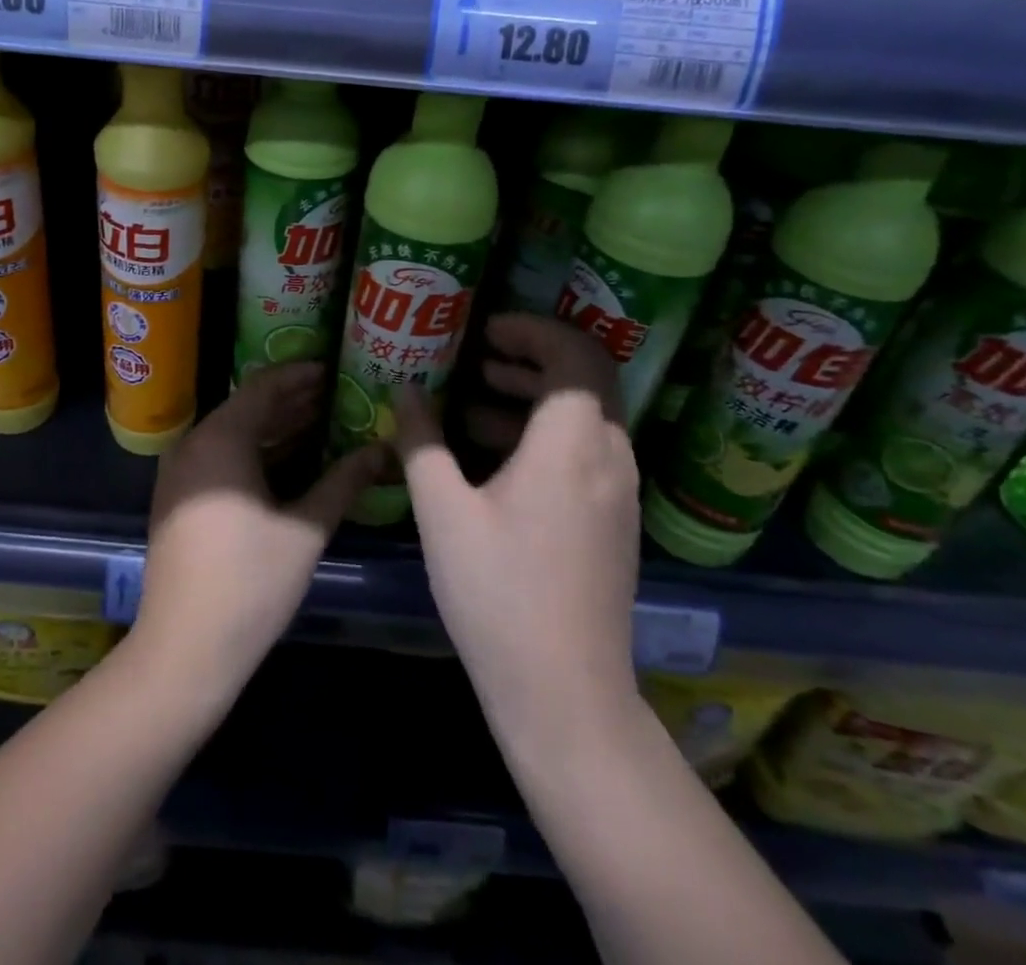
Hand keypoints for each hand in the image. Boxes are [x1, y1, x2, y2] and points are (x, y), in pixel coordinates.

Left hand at [133, 363, 384, 700]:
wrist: (183, 649)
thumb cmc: (250, 583)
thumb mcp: (305, 529)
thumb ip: (344, 481)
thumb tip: (383, 450)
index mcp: (220, 439)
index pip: (263, 386)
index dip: (300, 375)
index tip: (334, 368)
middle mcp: (193, 444)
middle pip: (246, 407)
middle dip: (291, 400)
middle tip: (336, 394)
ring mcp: (180, 473)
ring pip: (233, 434)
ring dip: (274, 427)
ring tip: (321, 421)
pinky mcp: (178, 498)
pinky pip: (220, 457)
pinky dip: (254, 452)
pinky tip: (288, 461)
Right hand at [392, 314, 641, 753]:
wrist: (566, 695)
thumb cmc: (498, 594)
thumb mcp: (442, 512)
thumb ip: (421, 441)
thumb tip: (406, 390)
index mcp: (572, 444)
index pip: (575, 354)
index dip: (533, 329)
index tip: (486, 330)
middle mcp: (610, 457)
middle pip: (588, 378)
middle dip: (534, 355)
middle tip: (480, 354)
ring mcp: (619, 492)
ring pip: (587, 415)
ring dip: (537, 394)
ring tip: (477, 398)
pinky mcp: (614, 521)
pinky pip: (587, 450)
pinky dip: (546, 432)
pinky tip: (495, 456)